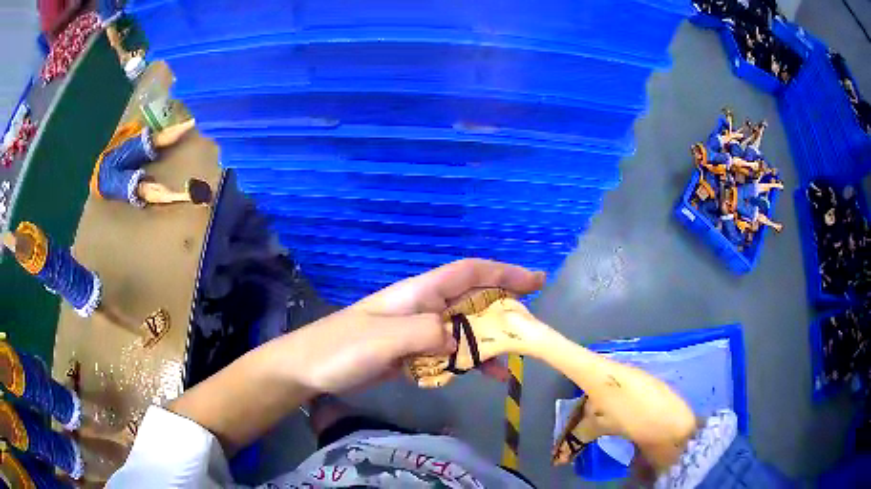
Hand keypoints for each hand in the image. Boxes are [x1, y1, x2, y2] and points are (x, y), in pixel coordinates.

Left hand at [290, 259, 545, 392]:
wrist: (309, 368)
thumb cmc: (341, 347)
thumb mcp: (382, 339)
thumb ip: (424, 333)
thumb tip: (459, 338)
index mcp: (418, 294)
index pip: (469, 273)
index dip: (503, 273)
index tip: (535, 281)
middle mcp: (423, 307)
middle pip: (472, 302)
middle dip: (504, 309)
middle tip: (531, 328)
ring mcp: (417, 331)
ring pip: (463, 330)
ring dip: (488, 341)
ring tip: (512, 360)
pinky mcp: (411, 353)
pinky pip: (448, 353)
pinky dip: (466, 361)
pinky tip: (480, 376)